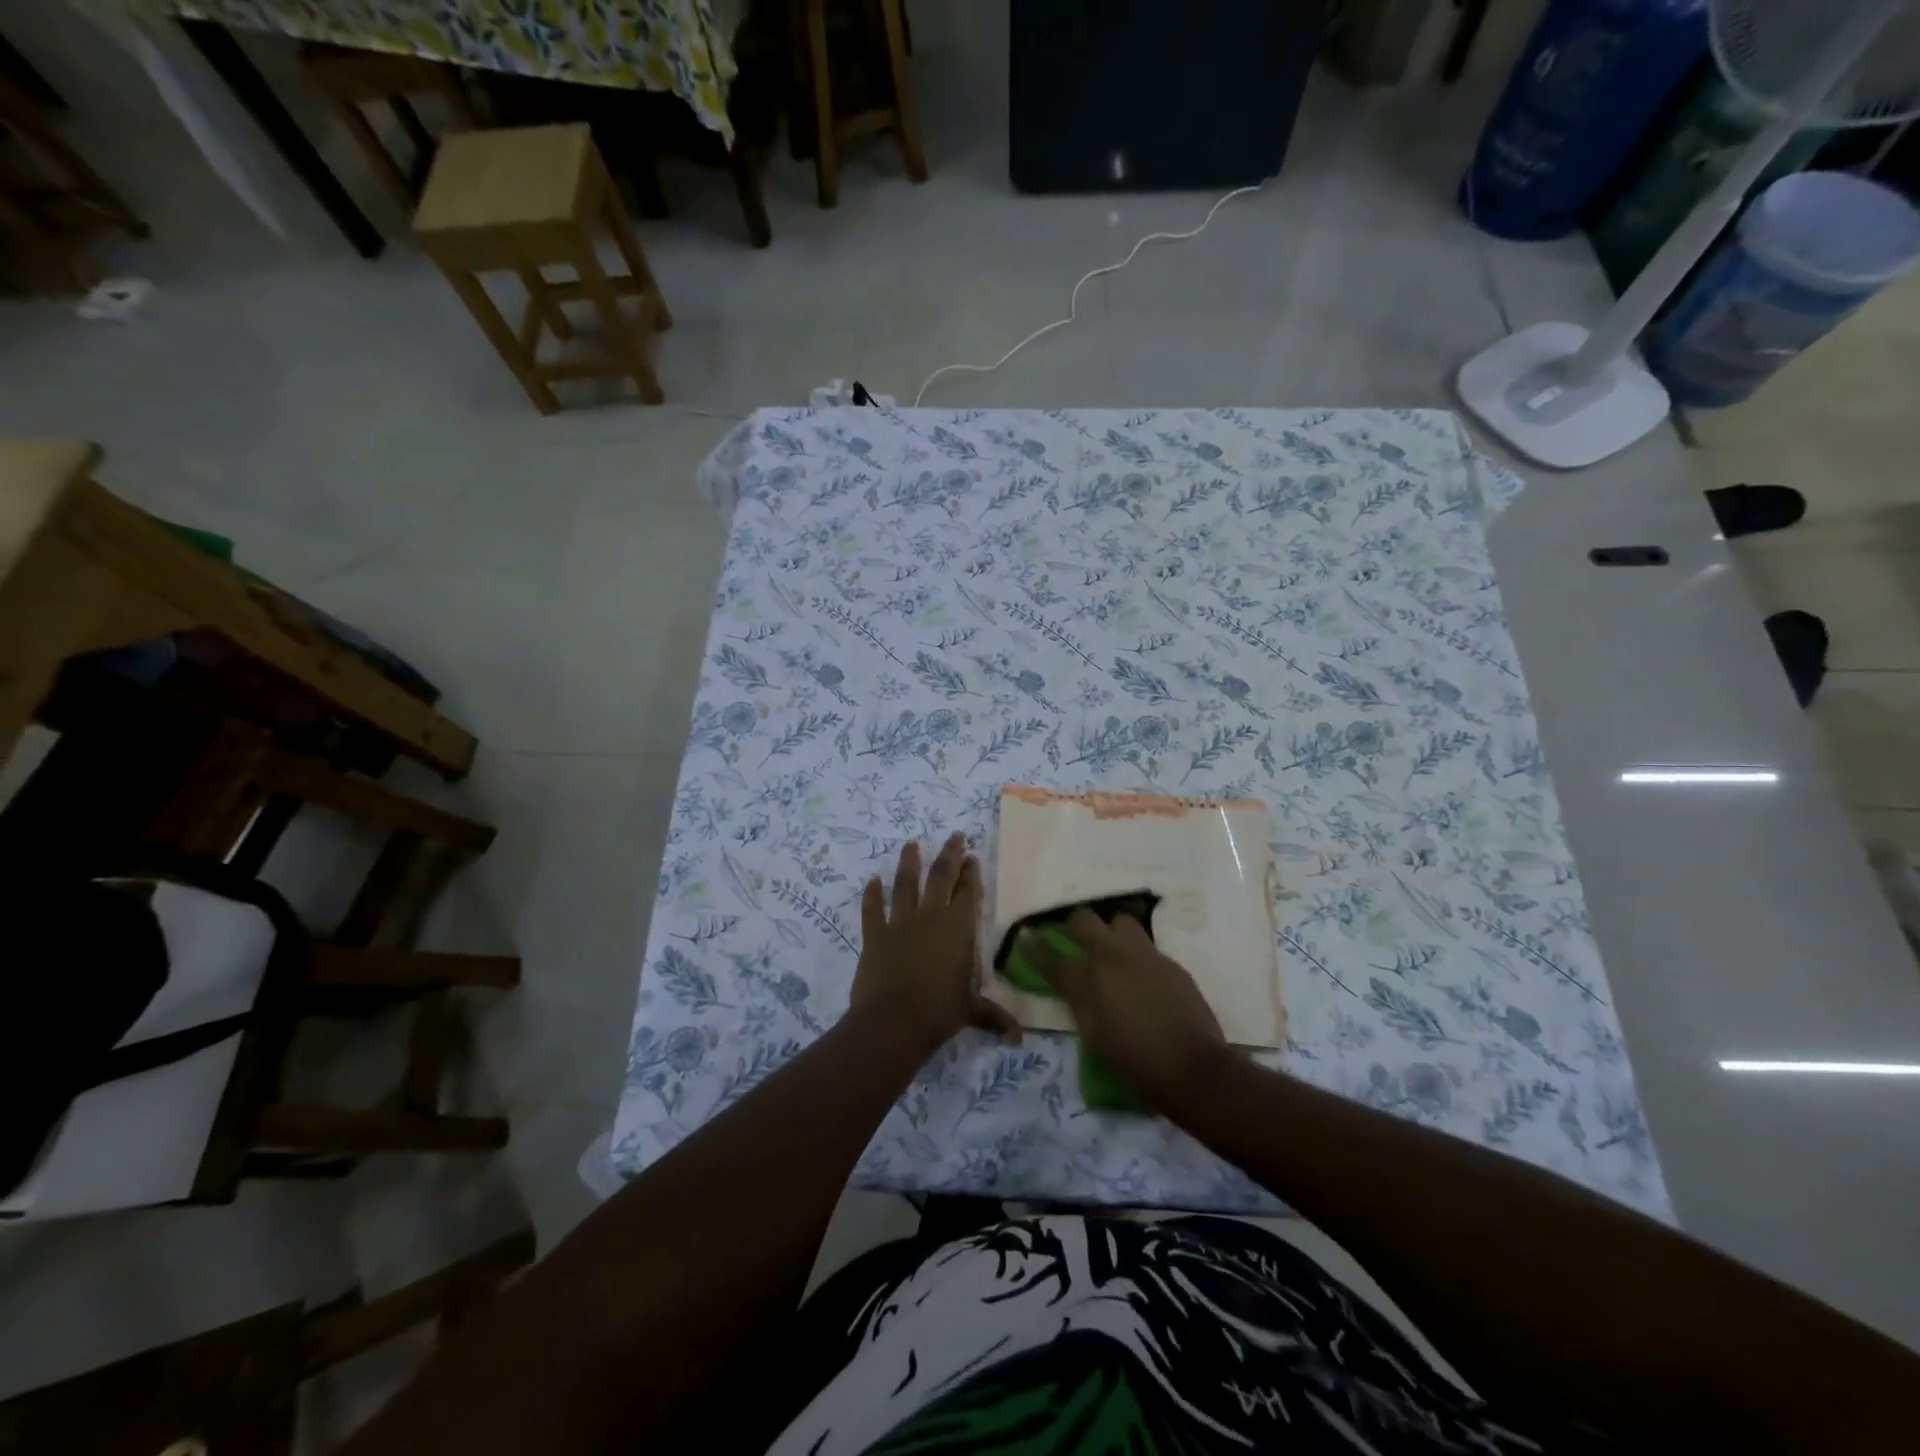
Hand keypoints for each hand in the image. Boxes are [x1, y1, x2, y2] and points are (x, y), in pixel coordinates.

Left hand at [850, 834, 1018, 1054]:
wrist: (892, 1022)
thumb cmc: (939, 1014)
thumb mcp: (971, 1012)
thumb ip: (994, 1018)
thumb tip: (1019, 1038)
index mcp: (959, 929)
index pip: (969, 893)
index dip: (972, 874)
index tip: (972, 857)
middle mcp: (931, 917)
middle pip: (941, 877)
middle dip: (950, 855)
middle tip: (955, 836)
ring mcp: (900, 922)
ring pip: (905, 884)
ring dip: (909, 862)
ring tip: (911, 844)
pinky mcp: (874, 934)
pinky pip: (872, 909)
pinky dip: (871, 894)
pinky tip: (872, 881)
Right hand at [1026, 909, 1230, 1109]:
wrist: (1191, 1067)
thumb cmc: (1135, 1062)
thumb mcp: (1094, 1037)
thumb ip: (1081, 1004)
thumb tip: (1076, 987)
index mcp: (1087, 980)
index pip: (1052, 957)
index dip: (1035, 947)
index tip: (1027, 937)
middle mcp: (1112, 957)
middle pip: (1084, 920)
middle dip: (1074, 925)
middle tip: (1075, 936)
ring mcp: (1144, 955)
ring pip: (1120, 921)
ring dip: (1112, 931)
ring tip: (1114, 950)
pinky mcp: (1169, 962)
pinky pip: (1147, 946)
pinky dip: (1138, 955)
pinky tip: (1143, 976)